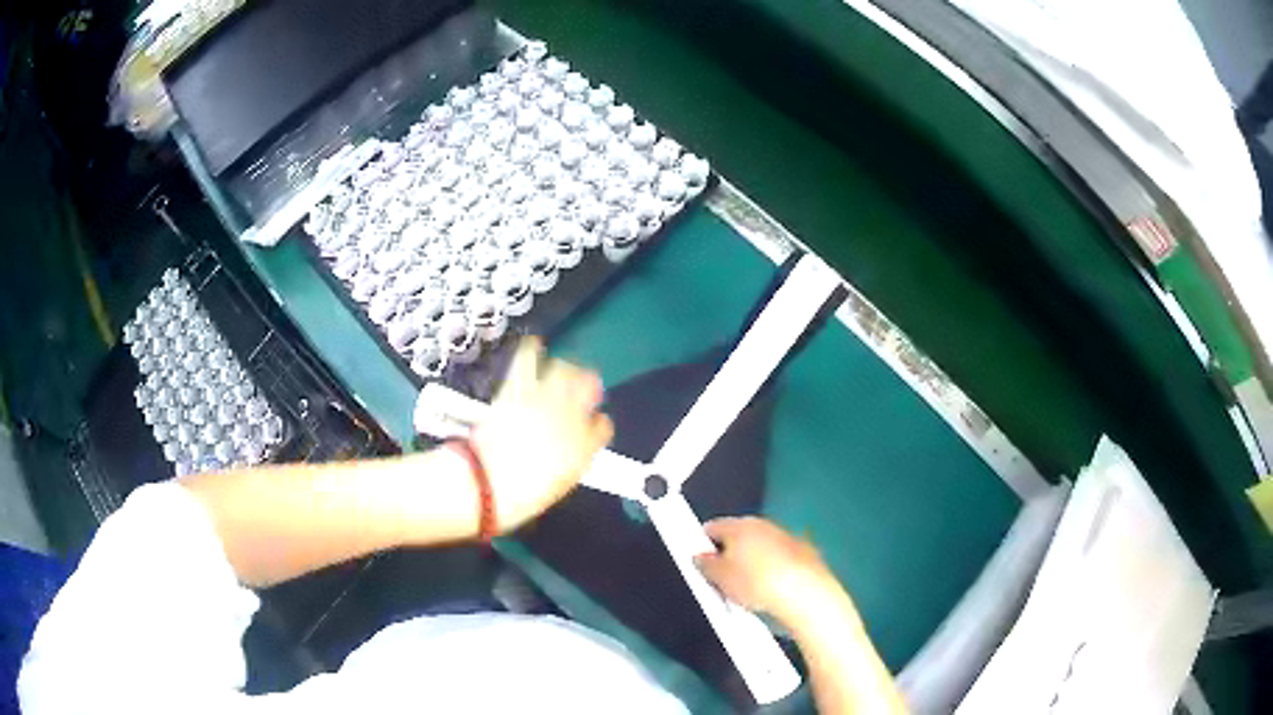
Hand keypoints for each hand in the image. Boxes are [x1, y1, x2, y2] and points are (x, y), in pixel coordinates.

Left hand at [471, 337, 613, 531]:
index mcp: (583, 448)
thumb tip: (576, 450)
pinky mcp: (516, 391)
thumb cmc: (520, 496)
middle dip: (589, 385)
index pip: (602, 427)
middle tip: (586, 385)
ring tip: (566, 367)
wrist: (486, 484)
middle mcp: (569, 418)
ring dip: (568, 368)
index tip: (594, 425)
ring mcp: (542, 401)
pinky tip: (534, 344)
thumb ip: (571, 463)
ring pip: (565, 371)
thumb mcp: (555, 486)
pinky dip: (532, 351)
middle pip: (588, 389)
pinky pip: (527, 363)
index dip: (597, 424)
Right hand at [696, 517, 842, 628]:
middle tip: (722, 579)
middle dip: (729, 553)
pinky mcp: (804, 552)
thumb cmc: (756, 584)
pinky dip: (773, 569)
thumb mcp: (719, 579)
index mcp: (739, 525)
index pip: (712, 527)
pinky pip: (779, 558)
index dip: (702, 544)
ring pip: (760, 546)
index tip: (699, 562)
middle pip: (738, 535)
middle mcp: (763, 524)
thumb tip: (701, 556)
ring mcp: (785, 536)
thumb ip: (704, 564)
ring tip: (747, 589)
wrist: (805, 593)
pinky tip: (771, 589)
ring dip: (752, 561)